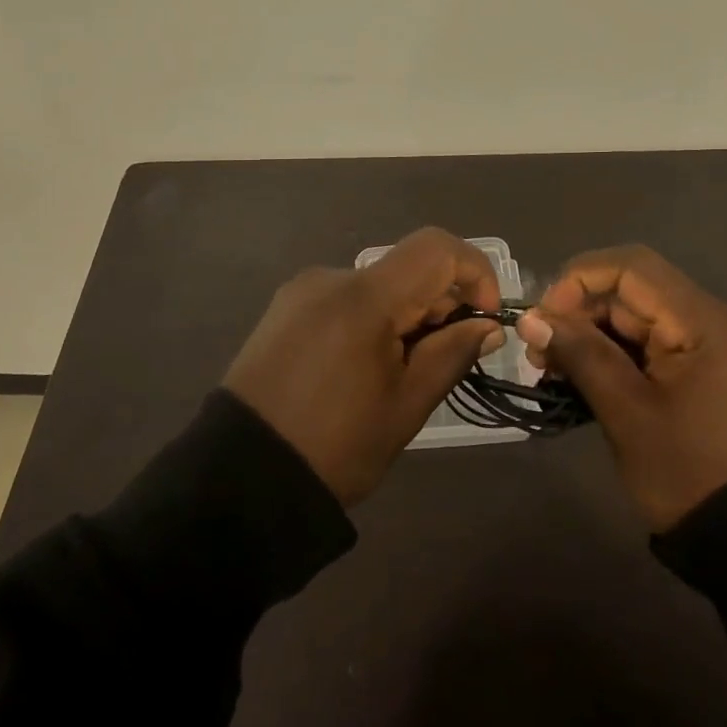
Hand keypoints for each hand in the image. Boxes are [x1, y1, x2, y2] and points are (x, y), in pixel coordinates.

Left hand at [223, 227, 505, 505]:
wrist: (240, 479)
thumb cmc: (335, 447)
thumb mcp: (407, 406)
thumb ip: (451, 353)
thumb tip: (487, 325)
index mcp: (363, 297)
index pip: (436, 248)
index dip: (474, 272)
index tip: (484, 319)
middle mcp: (331, 278)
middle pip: (406, 267)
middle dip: (440, 302)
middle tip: (445, 357)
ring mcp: (302, 291)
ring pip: (376, 285)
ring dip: (405, 313)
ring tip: (400, 371)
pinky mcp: (284, 310)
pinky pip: (344, 299)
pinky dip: (371, 319)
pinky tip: (363, 367)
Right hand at [518, 245, 726, 531]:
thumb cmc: (691, 474)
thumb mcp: (627, 413)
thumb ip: (580, 354)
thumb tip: (530, 317)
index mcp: (705, 322)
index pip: (631, 267)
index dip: (578, 281)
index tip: (543, 319)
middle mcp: (715, 318)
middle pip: (634, 290)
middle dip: (580, 312)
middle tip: (540, 354)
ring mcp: (716, 344)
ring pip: (640, 316)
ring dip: (594, 334)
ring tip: (555, 370)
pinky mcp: (711, 368)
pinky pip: (655, 341)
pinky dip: (618, 353)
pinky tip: (586, 377)